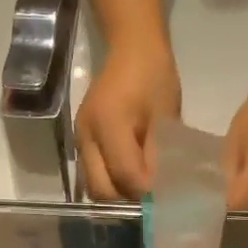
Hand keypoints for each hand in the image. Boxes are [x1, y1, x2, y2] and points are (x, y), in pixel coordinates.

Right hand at [76, 43, 180, 200]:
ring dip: (118, 194)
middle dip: (128, 199)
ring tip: (143, 190)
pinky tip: (132, 178)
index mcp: (108, 123)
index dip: (146, 191)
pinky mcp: (82, 140)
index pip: (124, 174)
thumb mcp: (165, 114)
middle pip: (101, 189)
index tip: (167, 196)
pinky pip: (93, 173)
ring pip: (94, 186)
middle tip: (153, 199)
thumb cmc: (154, 75)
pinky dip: (112, 182)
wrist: (131, 48)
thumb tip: (159, 190)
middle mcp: (86, 135)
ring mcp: (80, 138)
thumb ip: (159, 153)